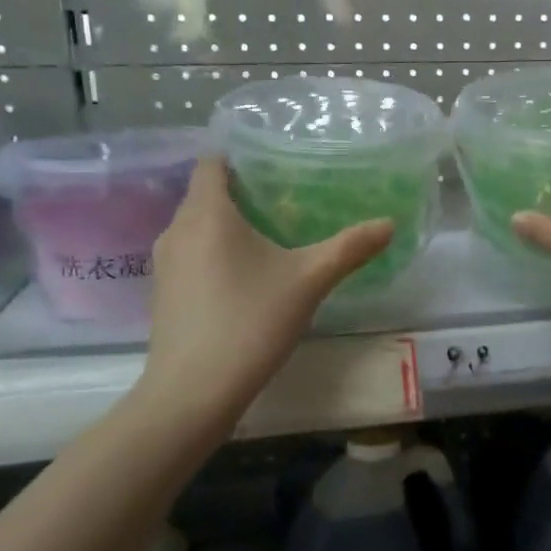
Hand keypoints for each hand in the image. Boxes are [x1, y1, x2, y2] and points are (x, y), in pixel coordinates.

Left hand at [140, 157, 392, 424]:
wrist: (193, 391)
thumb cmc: (250, 321)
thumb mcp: (308, 281)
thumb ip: (349, 249)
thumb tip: (389, 224)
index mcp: (207, 213)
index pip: (212, 163)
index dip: (240, 159)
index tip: (273, 168)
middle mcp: (177, 229)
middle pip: (205, 195)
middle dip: (240, 195)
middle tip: (285, 204)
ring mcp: (164, 264)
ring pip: (196, 228)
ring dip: (226, 228)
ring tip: (268, 240)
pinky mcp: (162, 293)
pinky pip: (189, 256)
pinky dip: (212, 255)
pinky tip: (242, 281)